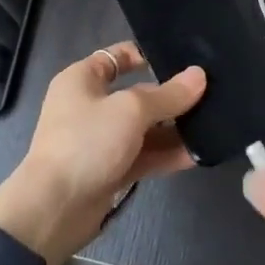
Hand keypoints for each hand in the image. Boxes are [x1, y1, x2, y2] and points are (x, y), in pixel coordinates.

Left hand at [0, 42, 204, 264]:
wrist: (54, 209)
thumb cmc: (87, 142)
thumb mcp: (131, 110)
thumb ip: (168, 95)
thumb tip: (199, 75)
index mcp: (82, 80)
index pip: (116, 57)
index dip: (145, 55)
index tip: (180, 59)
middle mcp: (90, 106)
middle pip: (136, 94)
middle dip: (169, 97)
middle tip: (209, 94)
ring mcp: (100, 141)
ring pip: (142, 128)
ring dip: (172, 129)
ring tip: (210, 126)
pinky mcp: (109, 171)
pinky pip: (142, 156)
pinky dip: (165, 155)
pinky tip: (196, 155)